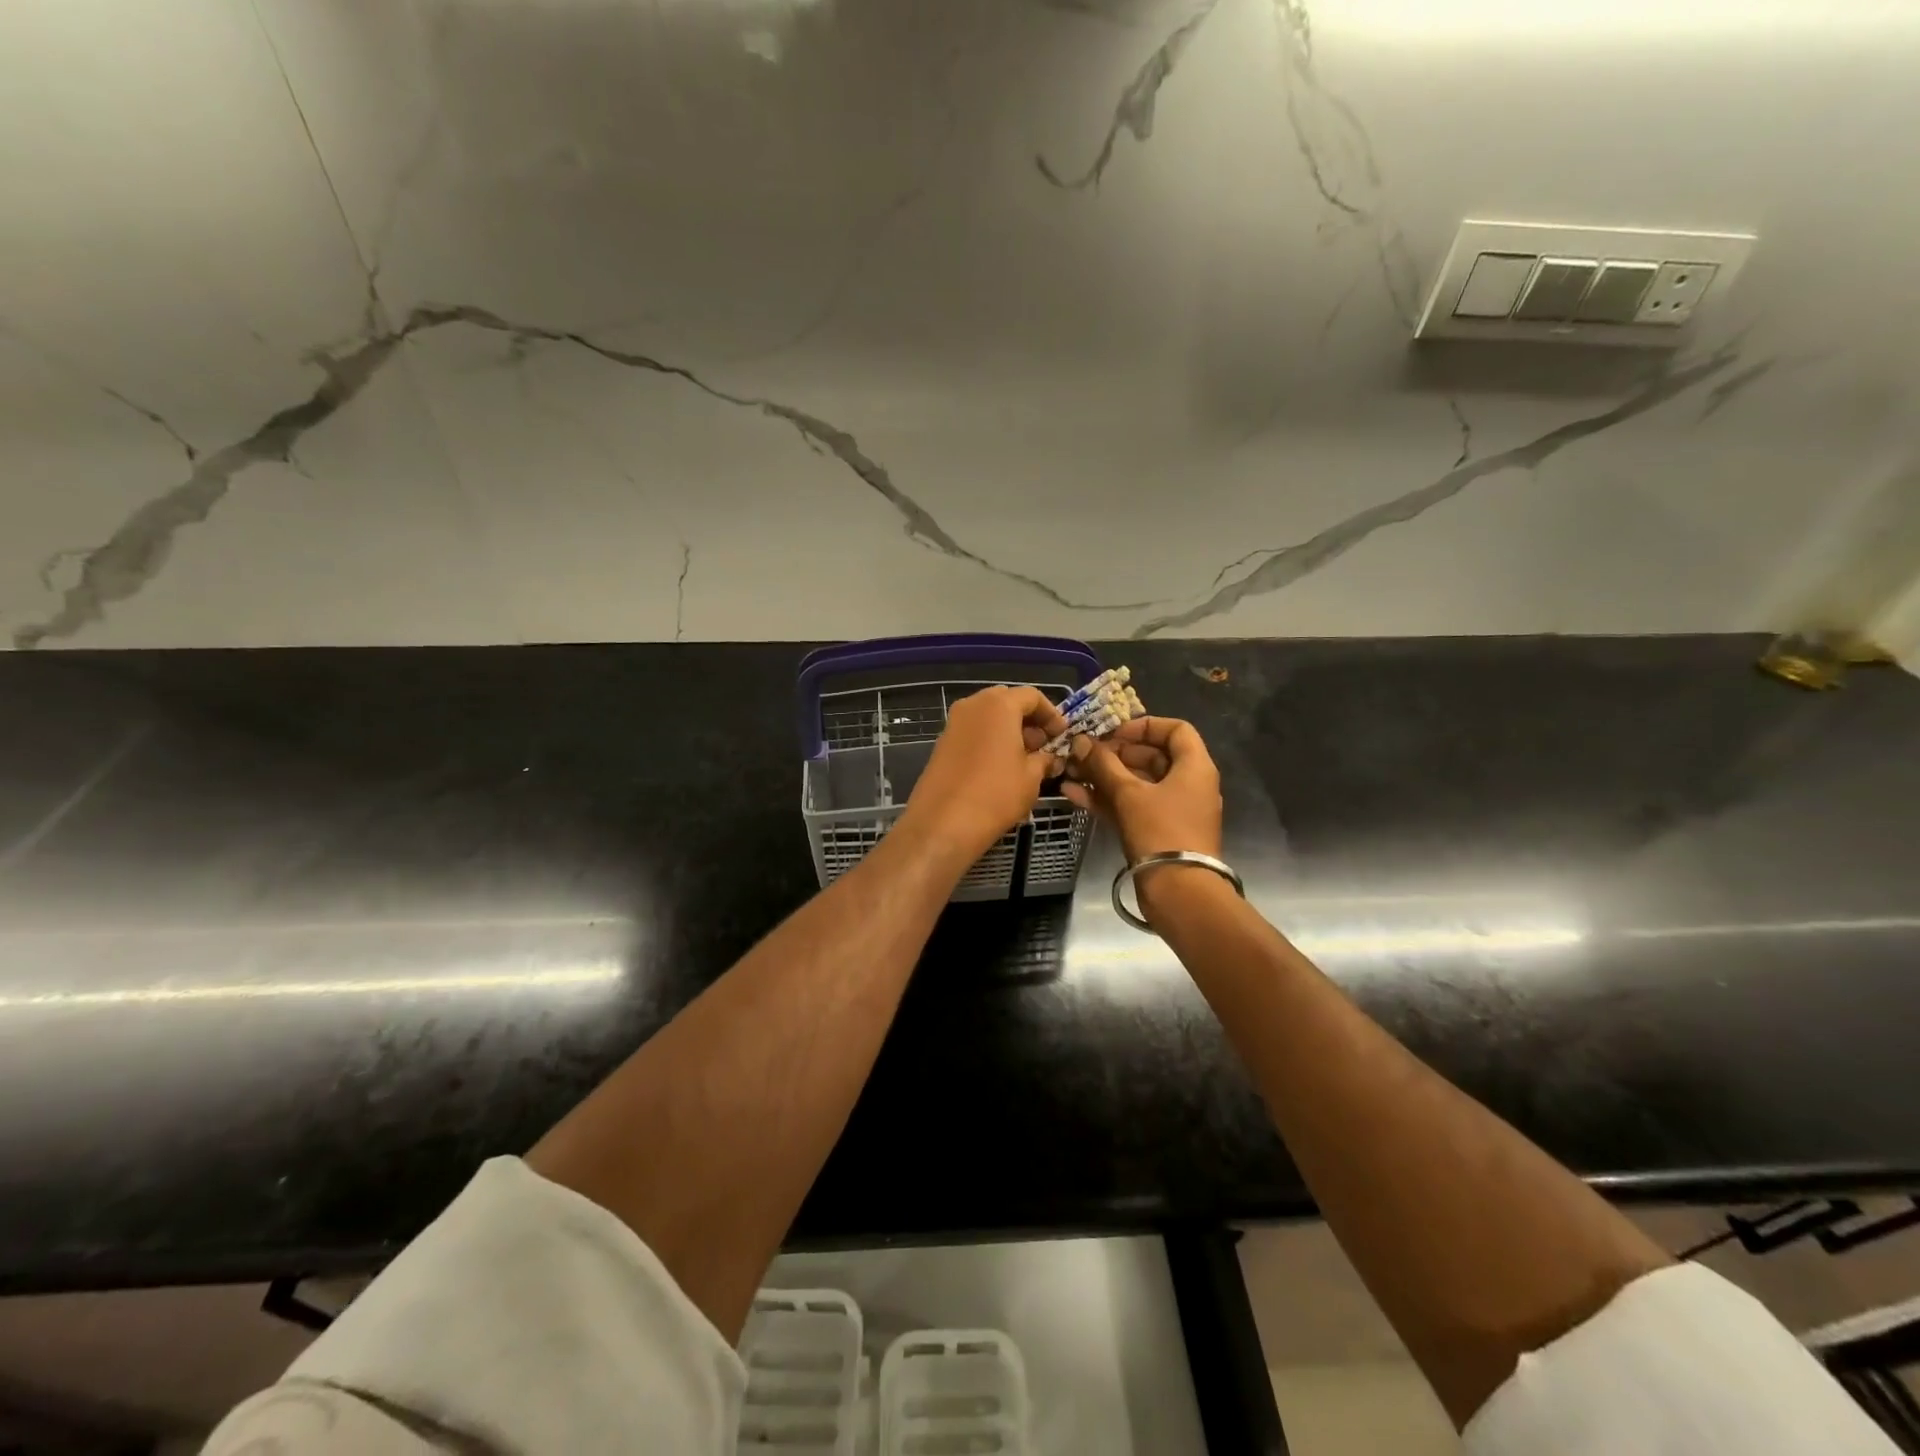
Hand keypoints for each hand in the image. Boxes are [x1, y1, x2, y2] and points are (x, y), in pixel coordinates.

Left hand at [901, 686, 1067, 864]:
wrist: (943, 822)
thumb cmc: (996, 794)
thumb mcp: (1031, 777)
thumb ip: (1045, 759)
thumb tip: (1050, 758)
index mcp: (998, 705)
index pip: (1031, 696)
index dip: (1051, 714)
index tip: (1061, 735)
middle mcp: (973, 705)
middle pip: (1007, 701)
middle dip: (1028, 719)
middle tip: (1043, 744)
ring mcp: (953, 723)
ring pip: (987, 716)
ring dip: (1008, 730)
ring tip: (1025, 758)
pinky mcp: (942, 742)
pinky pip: (973, 731)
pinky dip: (989, 740)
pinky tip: (1000, 766)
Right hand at [1061, 717, 1222, 906]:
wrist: (1179, 892)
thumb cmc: (1160, 831)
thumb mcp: (1129, 793)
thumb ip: (1102, 764)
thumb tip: (1080, 741)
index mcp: (1194, 767)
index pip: (1175, 730)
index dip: (1143, 726)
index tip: (1113, 732)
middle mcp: (1188, 784)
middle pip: (1151, 756)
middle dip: (1113, 753)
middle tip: (1083, 753)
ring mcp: (1173, 810)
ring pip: (1137, 784)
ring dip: (1104, 776)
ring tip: (1070, 771)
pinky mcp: (1158, 832)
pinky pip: (1131, 806)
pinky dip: (1107, 799)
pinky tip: (1073, 794)